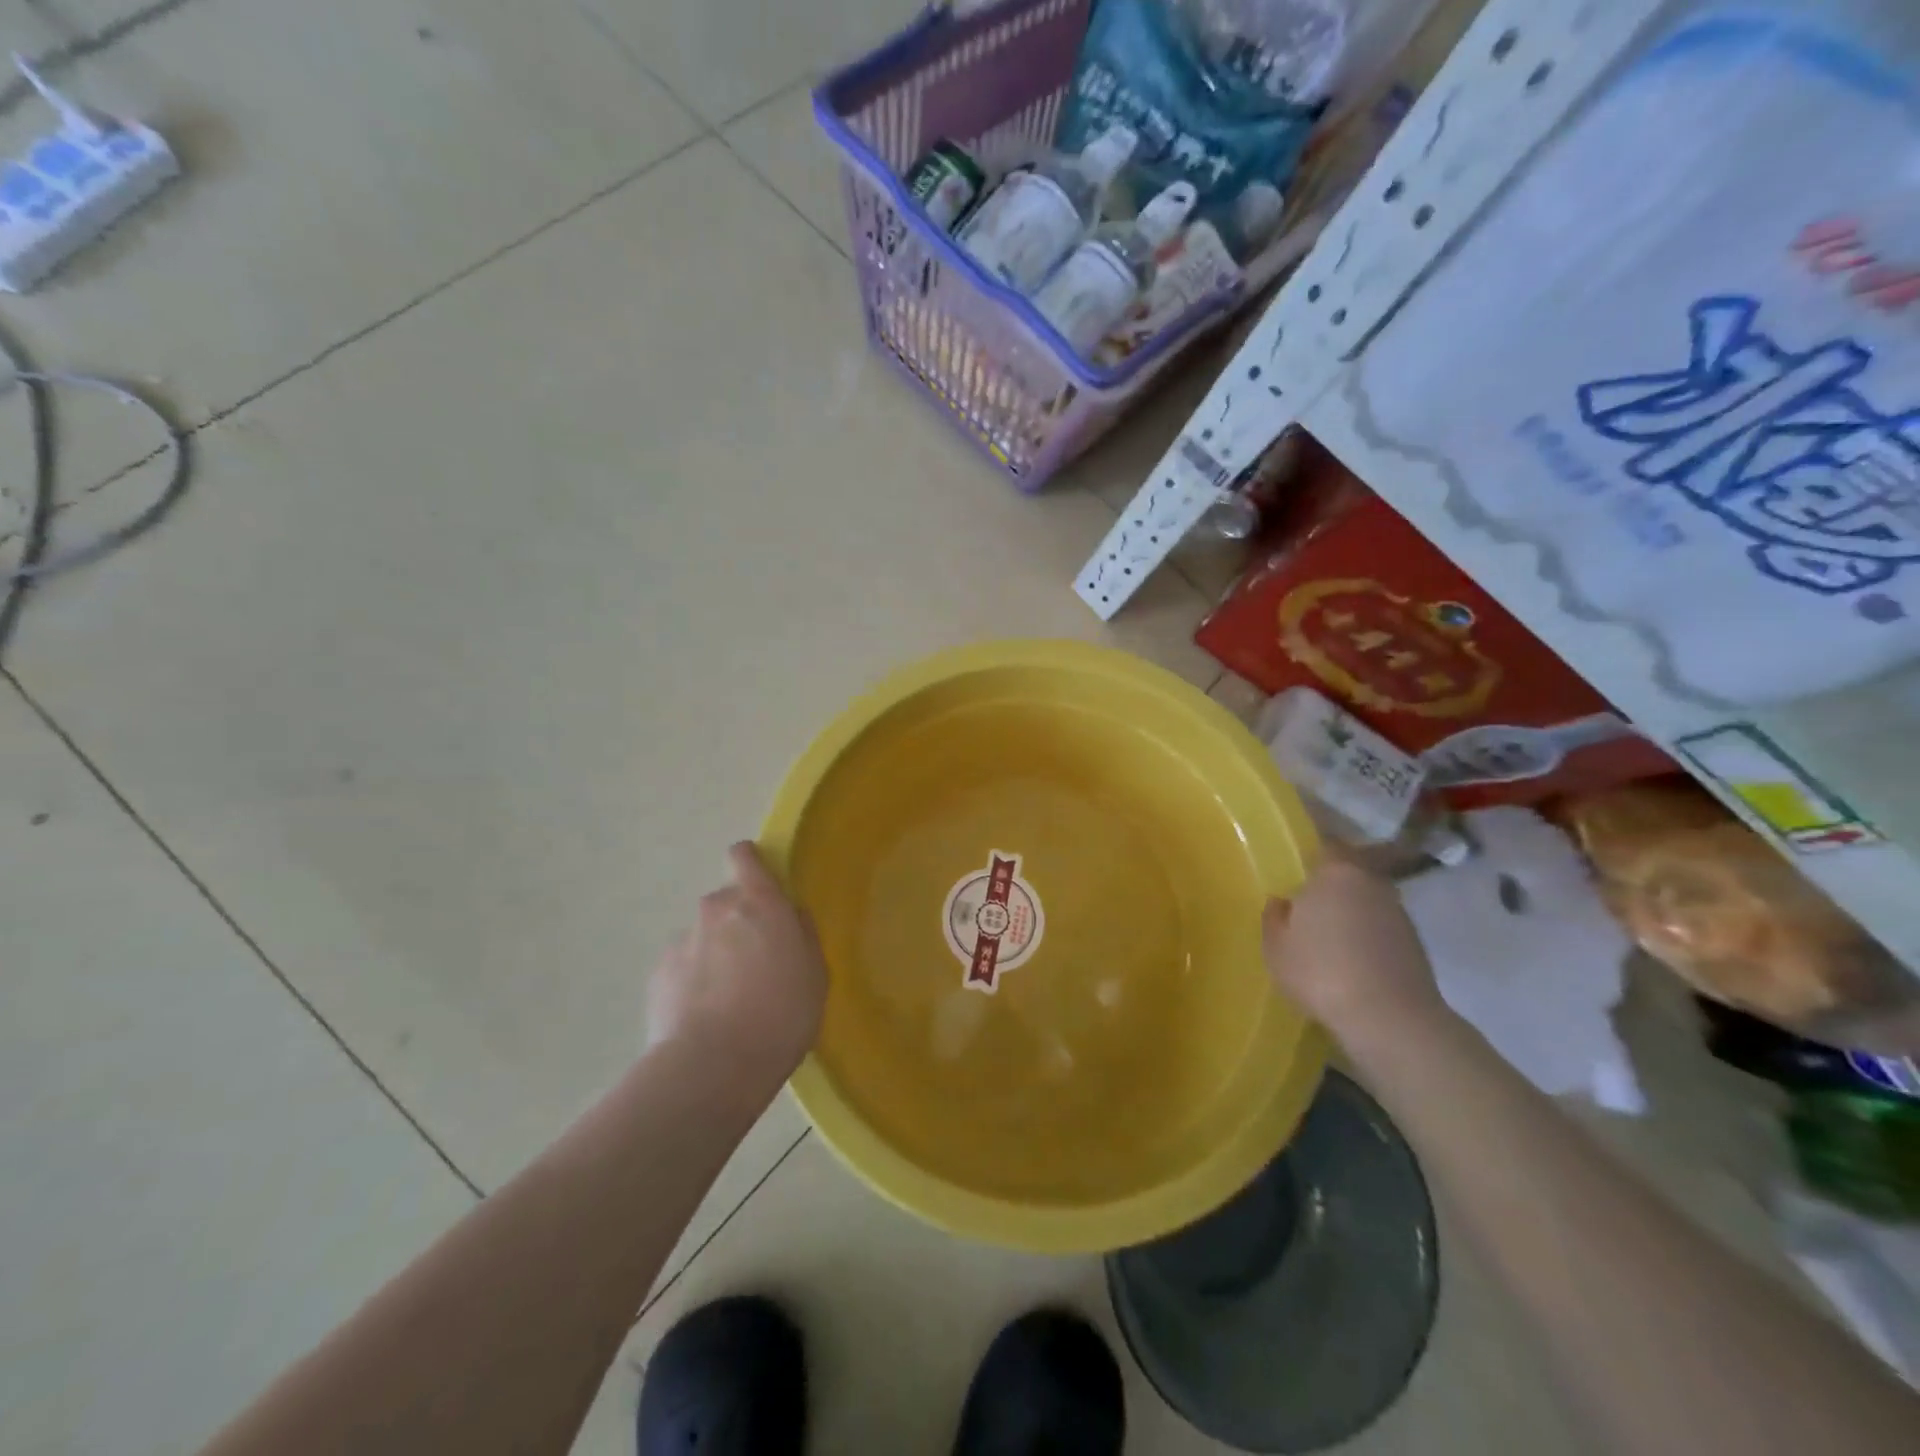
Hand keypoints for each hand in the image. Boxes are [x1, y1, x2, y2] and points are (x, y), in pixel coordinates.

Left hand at [646, 842, 827, 1085]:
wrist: (713, 1067)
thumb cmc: (781, 1014)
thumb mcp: (815, 973)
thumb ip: (802, 935)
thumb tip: (790, 917)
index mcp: (759, 902)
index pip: (744, 856)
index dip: (749, 863)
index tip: (759, 885)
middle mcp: (716, 908)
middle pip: (727, 902)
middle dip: (738, 923)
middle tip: (754, 964)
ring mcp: (682, 940)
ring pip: (704, 937)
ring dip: (715, 955)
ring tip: (727, 1001)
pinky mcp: (658, 973)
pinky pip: (683, 967)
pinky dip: (693, 983)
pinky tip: (704, 1017)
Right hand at [1262, 857, 1446, 1045]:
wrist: (1390, 1019)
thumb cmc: (1321, 972)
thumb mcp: (1276, 947)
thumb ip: (1275, 917)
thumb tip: (1282, 902)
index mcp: (1336, 872)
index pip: (1327, 841)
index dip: (1313, 845)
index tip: (1299, 851)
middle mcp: (1372, 882)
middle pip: (1351, 869)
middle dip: (1332, 879)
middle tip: (1309, 895)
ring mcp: (1398, 913)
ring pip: (1368, 898)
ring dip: (1351, 908)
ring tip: (1329, 931)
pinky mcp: (1415, 944)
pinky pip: (1381, 927)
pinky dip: (1367, 934)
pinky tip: (1350, 957)